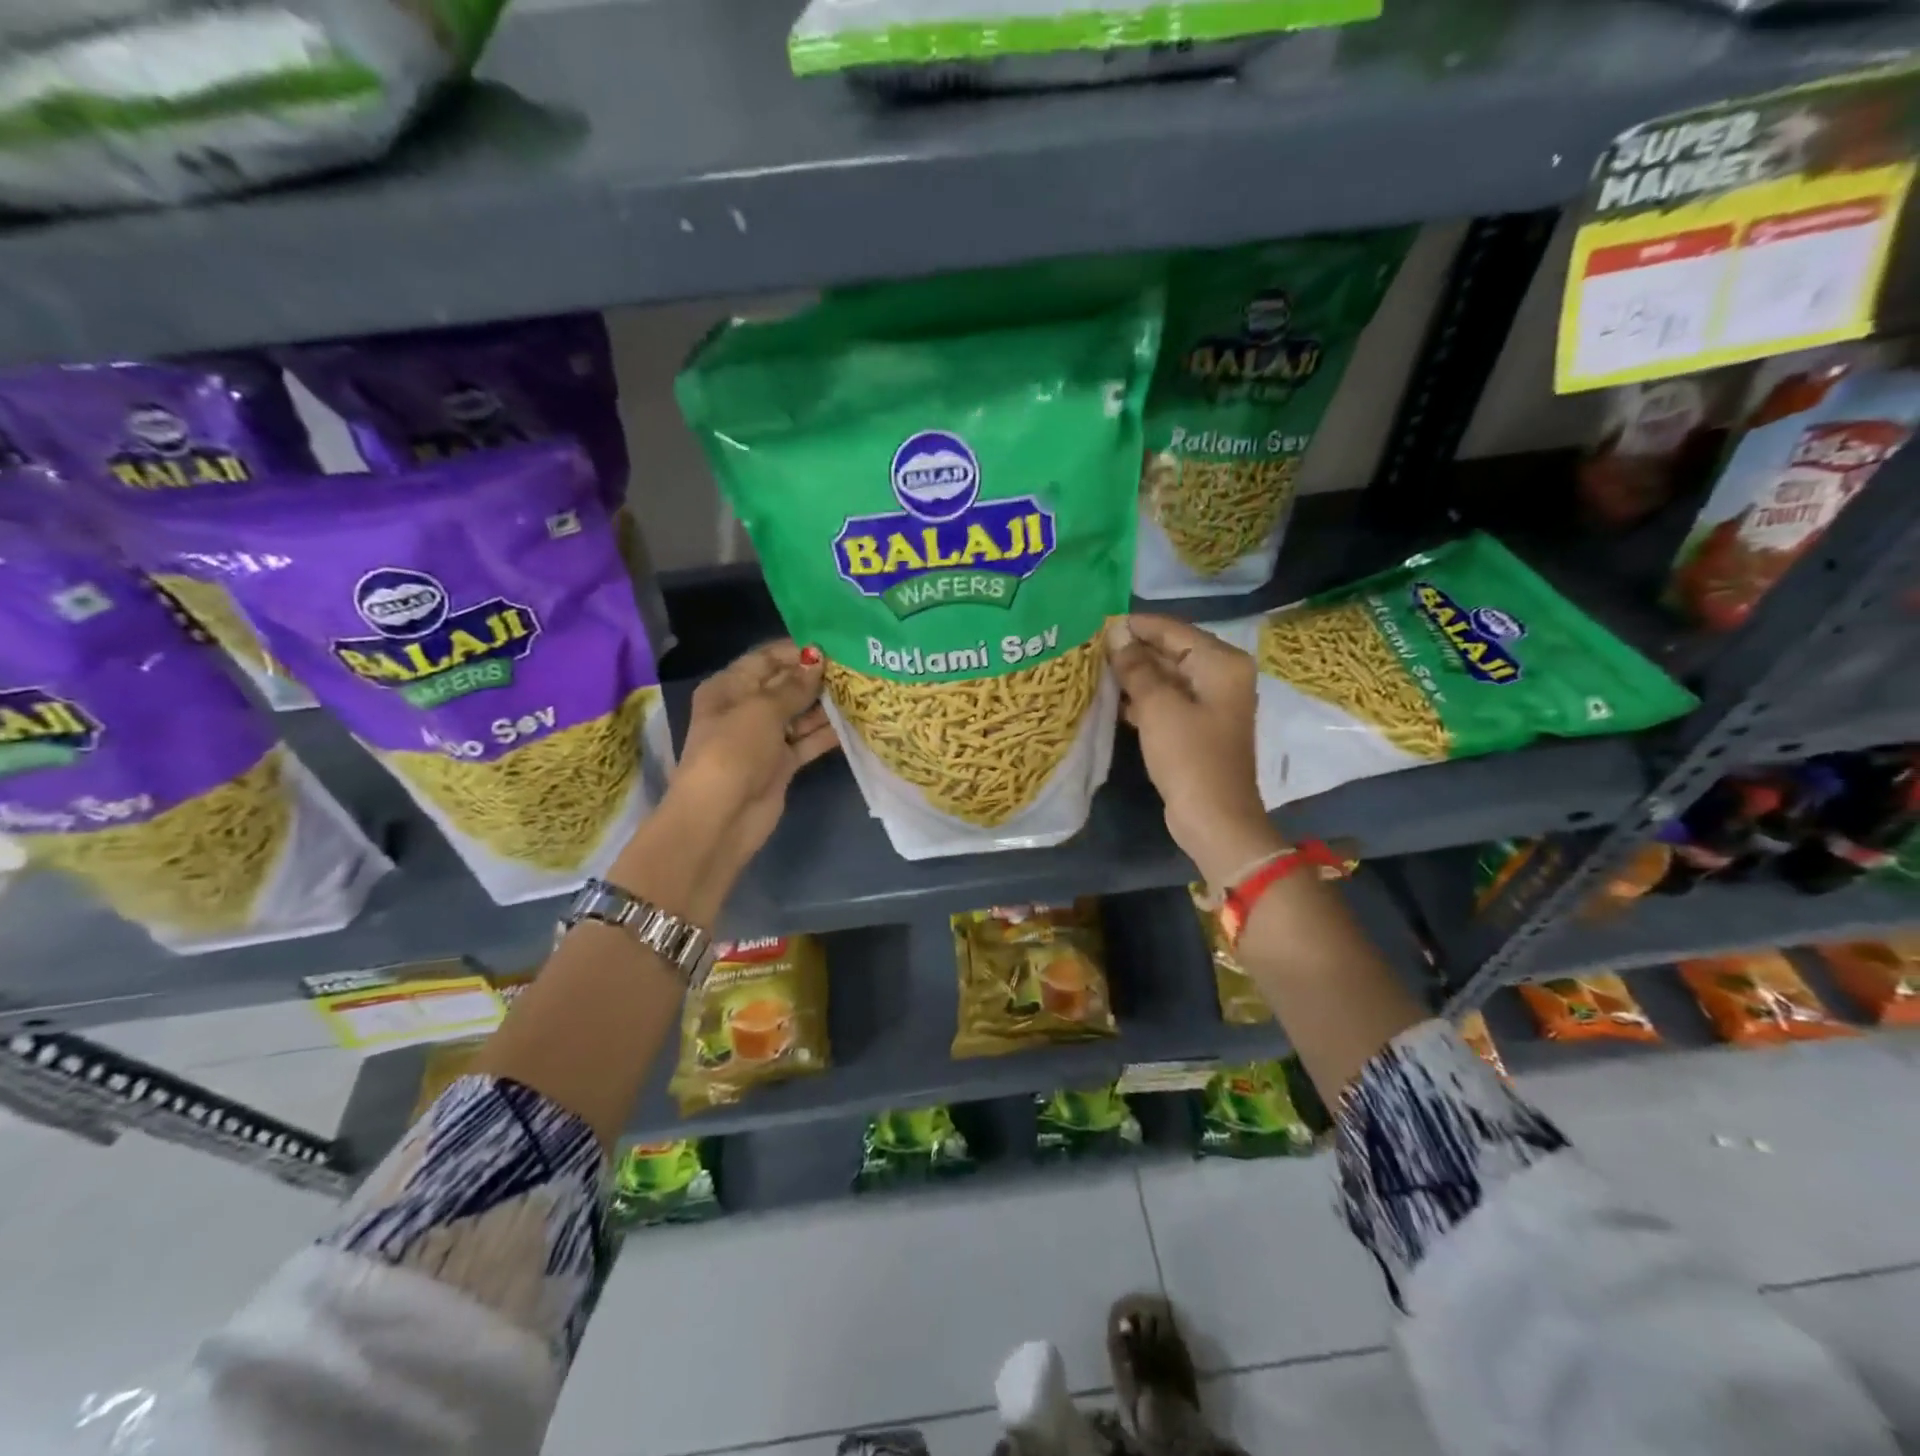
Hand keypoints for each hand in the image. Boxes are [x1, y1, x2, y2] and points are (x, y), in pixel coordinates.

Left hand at [670, 641, 838, 874]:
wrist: (721, 817)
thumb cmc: (734, 751)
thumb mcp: (762, 710)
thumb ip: (794, 686)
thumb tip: (818, 661)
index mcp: (729, 688)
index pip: (765, 659)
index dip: (796, 651)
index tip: (833, 645)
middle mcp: (745, 709)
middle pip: (785, 686)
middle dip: (816, 677)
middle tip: (856, 667)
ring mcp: (764, 738)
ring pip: (800, 714)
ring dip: (826, 705)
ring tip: (863, 690)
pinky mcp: (781, 763)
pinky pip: (807, 741)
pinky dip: (827, 734)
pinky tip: (856, 721)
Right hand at [1106, 615, 1281, 885]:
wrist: (1214, 818)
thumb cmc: (1190, 757)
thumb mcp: (1158, 707)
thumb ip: (1136, 667)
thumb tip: (1116, 634)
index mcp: (1221, 663)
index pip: (1173, 630)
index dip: (1135, 626)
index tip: (1096, 625)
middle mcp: (1220, 676)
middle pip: (1171, 651)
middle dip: (1133, 650)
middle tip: (1089, 648)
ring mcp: (1210, 703)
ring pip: (1166, 677)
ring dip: (1133, 675)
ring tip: (1093, 669)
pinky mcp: (1196, 727)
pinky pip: (1166, 701)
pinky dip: (1141, 698)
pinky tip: (1110, 699)